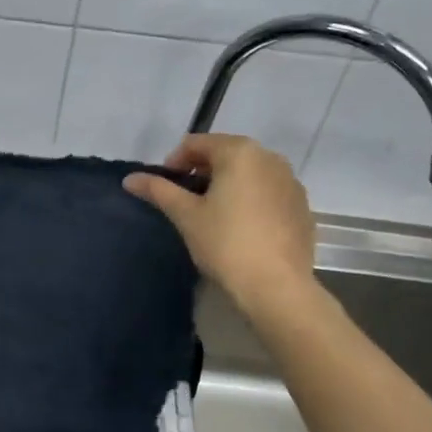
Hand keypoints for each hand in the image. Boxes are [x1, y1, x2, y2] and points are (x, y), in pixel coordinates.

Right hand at [123, 134, 318, 305]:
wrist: (277, 287)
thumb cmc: (225, 244)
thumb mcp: (185, 215)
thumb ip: (158, 190)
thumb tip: (129, 179)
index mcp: (239, 152)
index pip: (196, 143)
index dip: (174, 163)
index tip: (166, 189)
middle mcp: (270, 157)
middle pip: (225, 154)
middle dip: (202, 172)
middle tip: (186, 201)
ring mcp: (291, 182)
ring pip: (249, 172)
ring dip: (227, 184)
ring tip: (213, 214)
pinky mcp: (301, 206)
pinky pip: (268, 191)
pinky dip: (250, 199)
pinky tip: (241, 227)